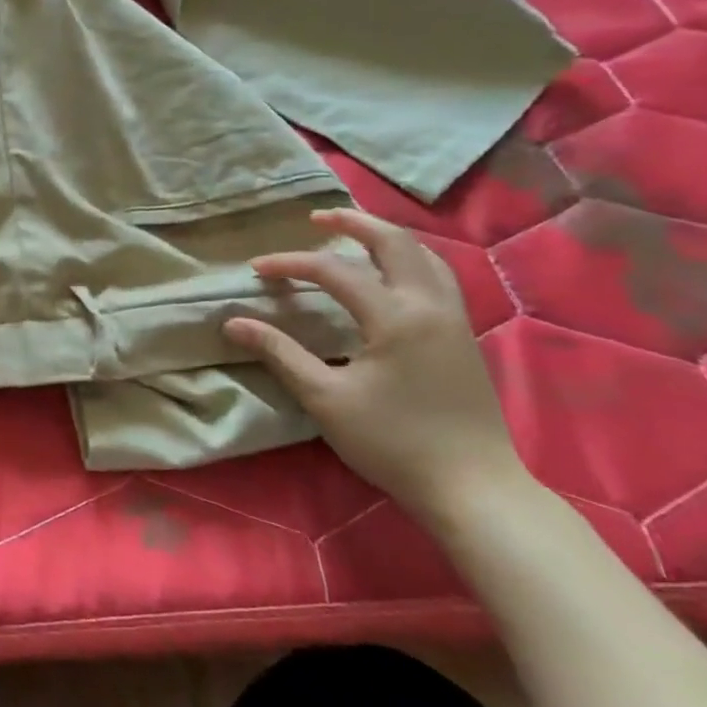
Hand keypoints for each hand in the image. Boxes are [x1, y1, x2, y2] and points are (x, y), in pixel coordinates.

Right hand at [223, 207, 532, 524]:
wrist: (474, 488)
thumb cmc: (393, 442)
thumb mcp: (324, 398)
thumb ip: (279, 353)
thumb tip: (233, 322)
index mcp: (395, 317)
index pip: (334, 271)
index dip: (290, 264)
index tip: (256, 271)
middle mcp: (429, 306)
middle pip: (394, 243)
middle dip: (353, 224)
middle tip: (317, 218)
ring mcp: (453, 320)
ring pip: (424, 257)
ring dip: (386, 238)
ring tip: (354, 235)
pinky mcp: (463, 337)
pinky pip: (437, 278)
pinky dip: (409, 260)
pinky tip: (392, 275)